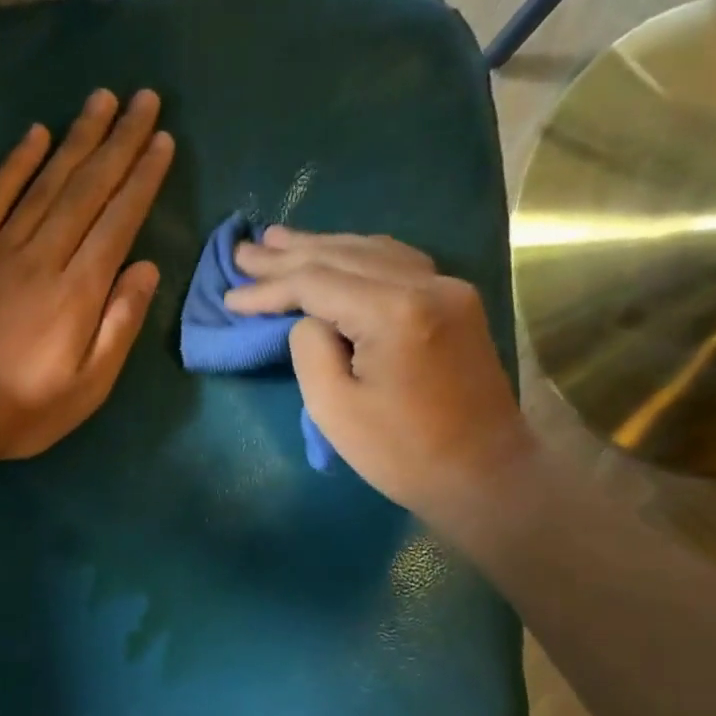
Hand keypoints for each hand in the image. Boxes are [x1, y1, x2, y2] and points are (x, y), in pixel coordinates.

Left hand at [0, 89, 173, 461]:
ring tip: (102, 100)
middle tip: (144, 99)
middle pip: (88, 188)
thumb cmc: (25, 407)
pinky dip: (16, 163)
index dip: (144, 178)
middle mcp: (44, 255)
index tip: (163, 141)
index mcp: (80, 289)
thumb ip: (120, 323)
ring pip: (46, 181)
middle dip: (120, 141)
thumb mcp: (90, 384)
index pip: (119, 220)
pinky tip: (36, 134)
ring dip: (77, 138)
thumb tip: (146, 268)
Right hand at [225, 229, 533, 520]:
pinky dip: (357, 256)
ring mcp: (448, 288)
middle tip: (245, 250)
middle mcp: (426, 284)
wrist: (485, 474)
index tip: (230, 296)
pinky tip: (336, 253)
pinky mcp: (455, 302)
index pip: (317, 282)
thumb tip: (309, 319)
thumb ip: (309, 349)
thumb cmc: (402, 453)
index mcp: (395, 311)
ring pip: (372, 251)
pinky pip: (397, 263)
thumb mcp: (334, 409)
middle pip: (344, 256)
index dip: (269, 288)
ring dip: (322, 247)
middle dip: (289, 255)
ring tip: (279, 240)